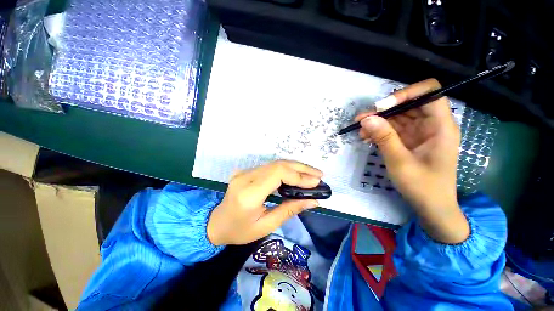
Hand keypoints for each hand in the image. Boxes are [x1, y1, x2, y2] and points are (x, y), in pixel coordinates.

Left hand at [207, 160, 321, 245]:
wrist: (216, 223)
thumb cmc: (240, 231)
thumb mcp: (266, 226)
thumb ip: (290, 210)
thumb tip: (313, 201)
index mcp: (249, 194)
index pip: (277, 174)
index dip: (298, 176)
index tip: (316, 182)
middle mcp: (246, 178)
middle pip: (278, 165)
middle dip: (301, 169)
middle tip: (319, 175)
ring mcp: (244, 172)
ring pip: (275, 163)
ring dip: (295, 167)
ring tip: (311, 174)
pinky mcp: (246, 171)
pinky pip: (269, 166)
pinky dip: (286, 169)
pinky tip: (296, 174)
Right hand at [357, 79, 468, 243]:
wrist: (431, 207)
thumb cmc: (422, 186)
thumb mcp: (400, 162)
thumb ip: (384, 137)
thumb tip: (366, 118)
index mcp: (441, 126)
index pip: (429, 94)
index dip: (406, 94)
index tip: (382, 107)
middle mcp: (432, 125)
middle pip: (409, 105)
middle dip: (383, 111)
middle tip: (361, 120)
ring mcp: (421, 133)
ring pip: (398, 117)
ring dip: (378, 122)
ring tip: (360, 131)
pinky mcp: (411, 140)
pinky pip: (394, 129)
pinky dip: (380, 131)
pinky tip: (367, 138)